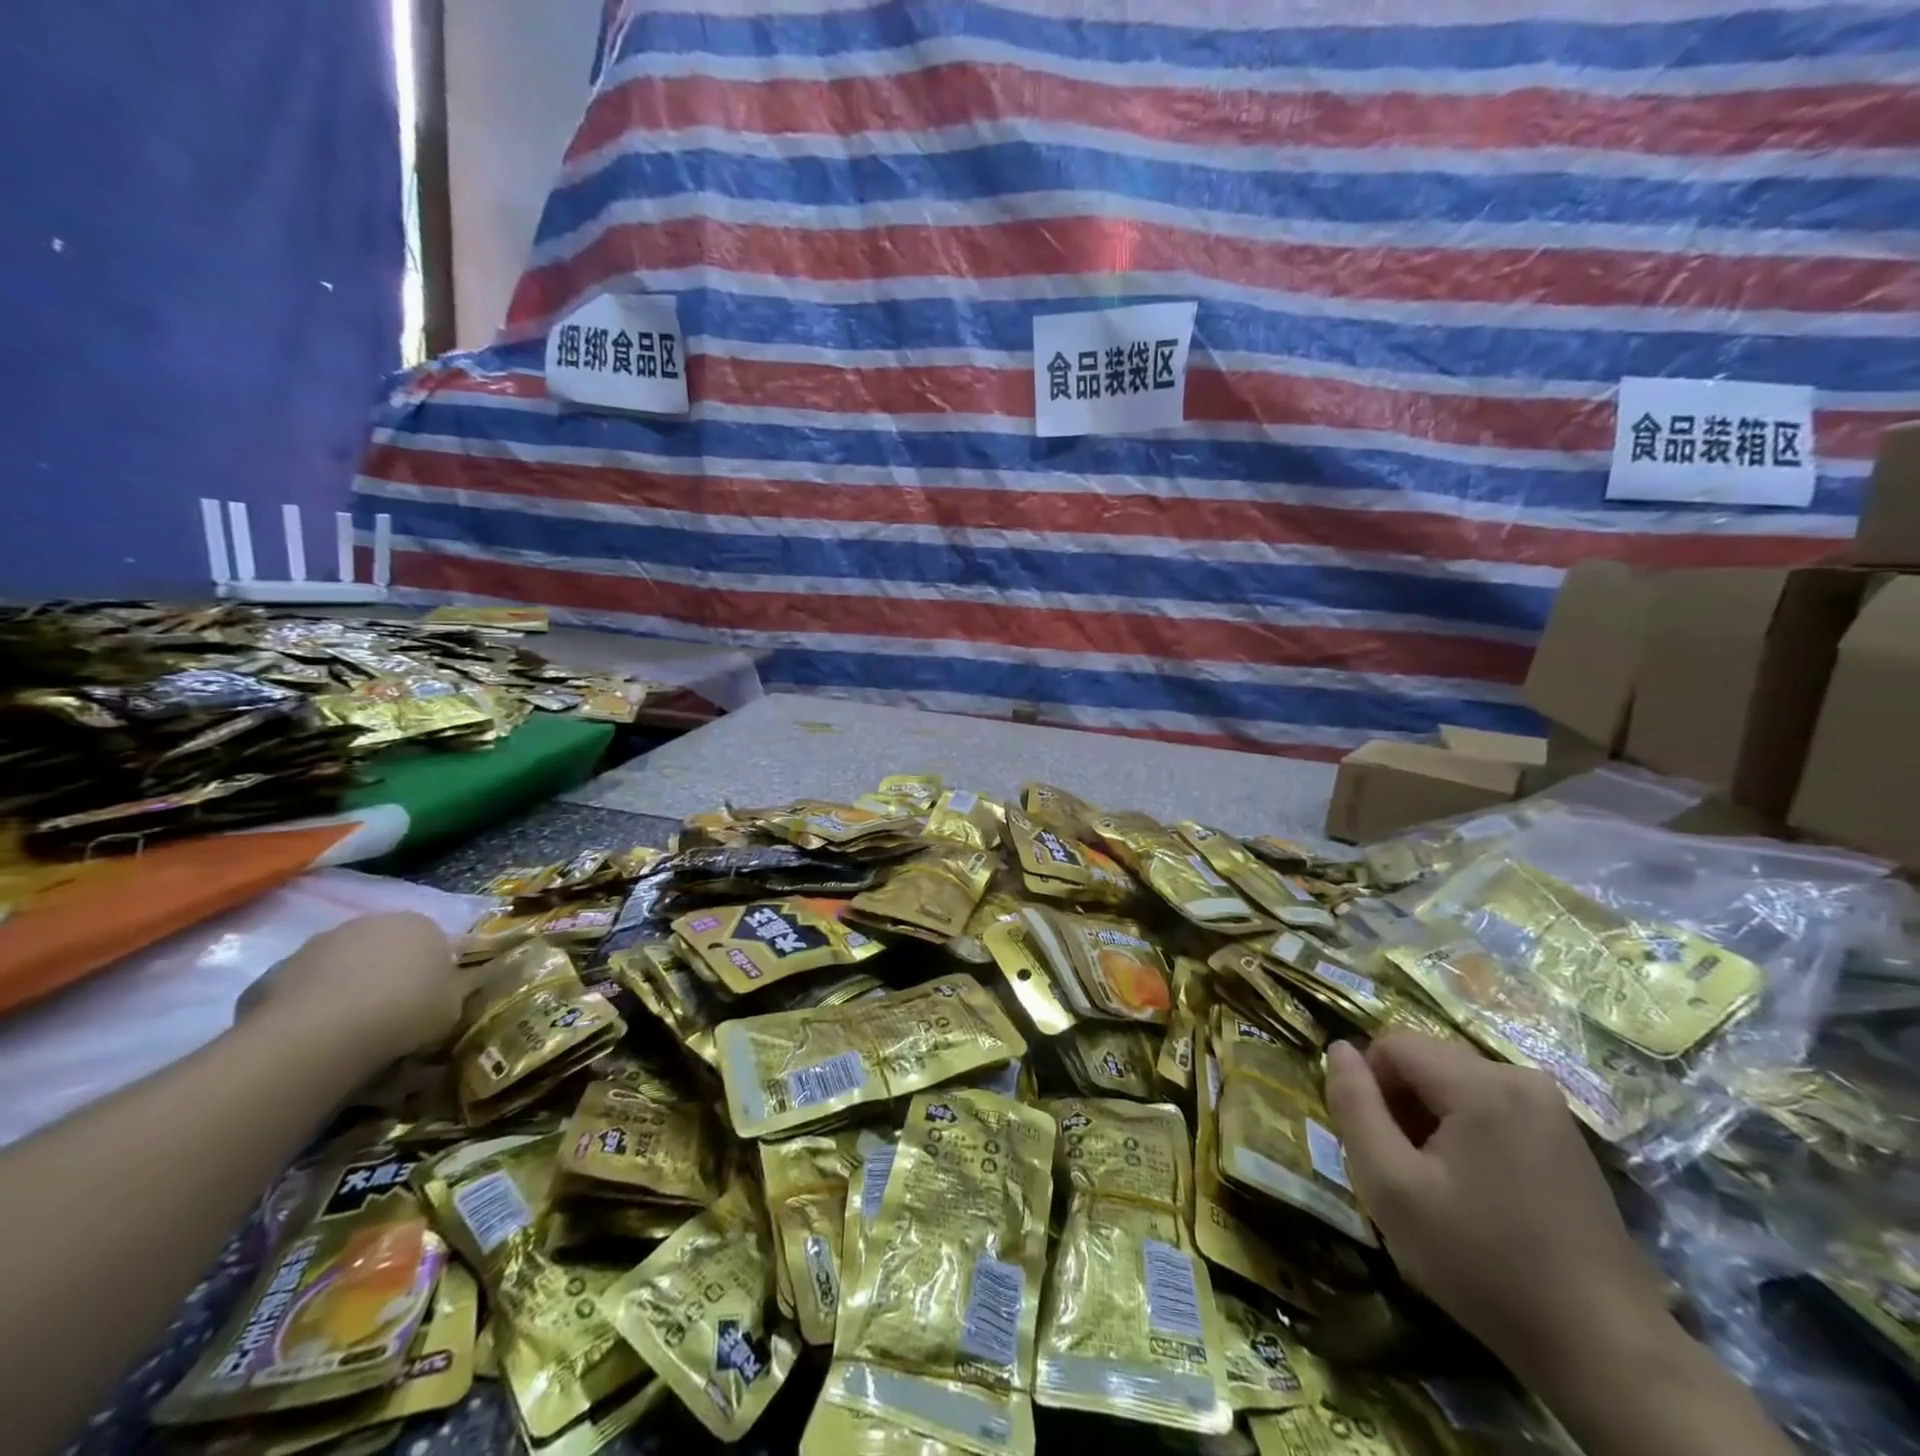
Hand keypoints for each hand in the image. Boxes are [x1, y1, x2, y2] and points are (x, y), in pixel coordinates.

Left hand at [237, 913, 463, 1071]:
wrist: (323, 1032)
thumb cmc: (406, 1010)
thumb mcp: (452, 1007)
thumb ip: (452, 992)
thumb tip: (447, 991)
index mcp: (420, 924)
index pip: (435, 941)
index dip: (434, 971)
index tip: (431, 999)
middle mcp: (371, 922)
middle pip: (386, 947)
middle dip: (389, 973)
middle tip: (392, 1012)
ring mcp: (319, 944)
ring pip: (342, 965)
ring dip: (348, 986)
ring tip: (350, 1028)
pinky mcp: (275, 971)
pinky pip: (305, 987)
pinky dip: (312, 1004)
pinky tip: (315, 1034)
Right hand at [1324, 1034, 1670, 1389]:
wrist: (1608, 1352)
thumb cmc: (1484, 1265)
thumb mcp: (1391, 1188)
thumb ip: (1353, 1107)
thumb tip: (1338, 1050)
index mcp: (1481, 1084)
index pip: (1391, 1044)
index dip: (1370, 1088)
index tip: (1381, 1147)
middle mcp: (1520, 1077)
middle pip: (1426, 1061)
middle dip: (1402, 1105)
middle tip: (1408, 1172)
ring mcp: (1551, 1107)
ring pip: (1454, 1084)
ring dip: (1432, 1121)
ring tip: (1442, 1186)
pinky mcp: (1566, 1136)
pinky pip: (1489, 1106)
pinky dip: (1466, 1133)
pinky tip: (1480, 1191)